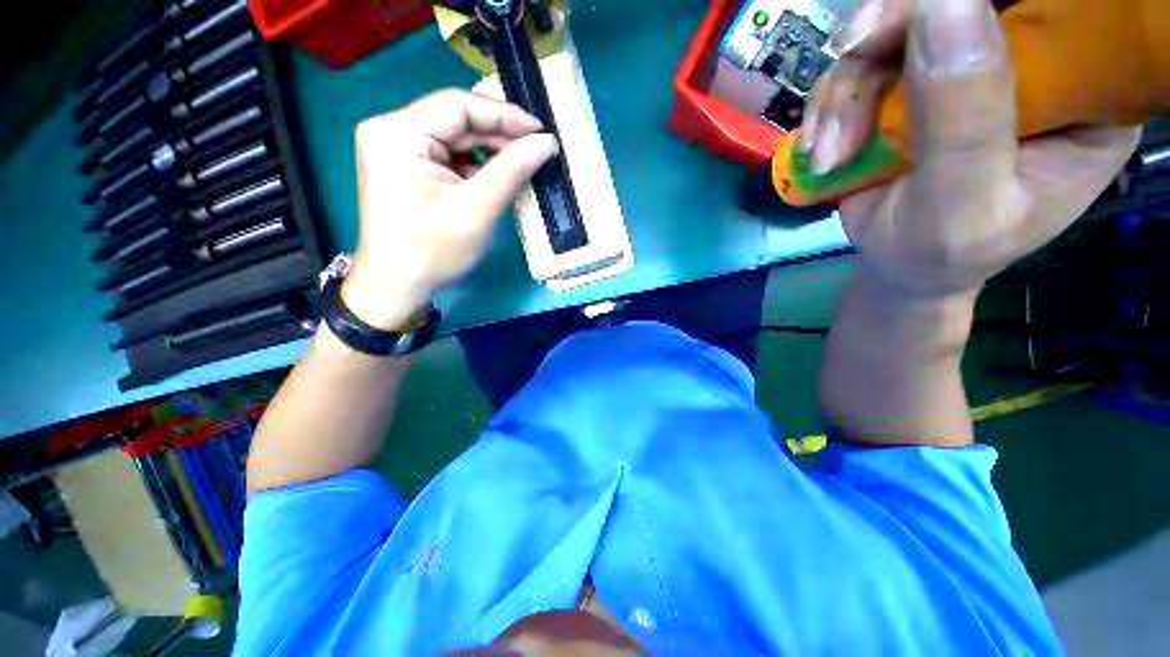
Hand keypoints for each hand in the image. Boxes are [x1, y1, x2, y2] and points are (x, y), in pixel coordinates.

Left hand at [344, 89, 557, 328]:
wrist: (397, 286)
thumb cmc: (433, 251)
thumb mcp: (477, 210)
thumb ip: (512, 171)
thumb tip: (546, 143)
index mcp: (398, 133)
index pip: (458, 105)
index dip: (504, 115)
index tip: (541, 132)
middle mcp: (392, 130)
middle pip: (456, 120)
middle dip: (500, 136)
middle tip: (538, 150)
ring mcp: (398, 149)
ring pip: (455, 139)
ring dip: (491, 152)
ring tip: (525, 164)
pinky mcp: (407, 166)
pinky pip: (449, 156)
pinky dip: (477, 166)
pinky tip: (500, 176)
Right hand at [802, 0, 1138, 300]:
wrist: (898, 264)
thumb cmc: (943, 253)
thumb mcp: (963, 203)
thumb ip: (964, 120)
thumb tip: (944, 3)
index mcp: (1083, 93)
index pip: (1058, 9)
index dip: (988, 0)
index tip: (925, 18)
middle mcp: (1030, 62)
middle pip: (963, 2)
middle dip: (894, 31)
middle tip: (851, 59)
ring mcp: (965, 66)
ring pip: (899, 28)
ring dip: (847, 88)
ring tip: (829, 155)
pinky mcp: (914, 79)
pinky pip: (864, 60)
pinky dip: (830, 104)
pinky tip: (821, 148)